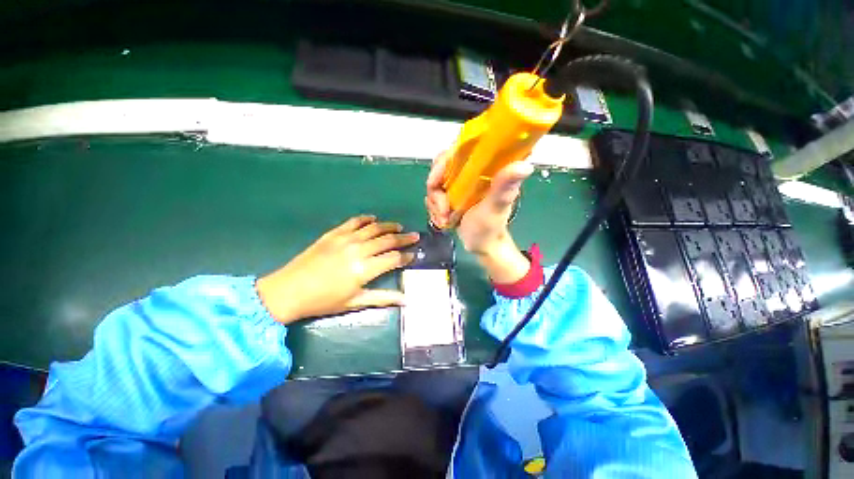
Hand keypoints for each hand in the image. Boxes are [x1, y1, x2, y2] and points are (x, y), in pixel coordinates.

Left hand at [256, 216, 418, 323]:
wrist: (289, 291)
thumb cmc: (324, 301)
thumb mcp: (355, 302)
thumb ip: (382, 298)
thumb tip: (406, 300)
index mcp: (364, 269)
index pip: (394, 258)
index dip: (406, 256)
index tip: (414, 254)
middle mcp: (359, 250)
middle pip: (388, 240)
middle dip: (404, 238)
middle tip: (414, 236)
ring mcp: (345, 239)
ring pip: (374, 228)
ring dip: (389, 226)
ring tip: (399, 227)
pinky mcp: (333, 233)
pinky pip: (354, 222)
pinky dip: (366, 219)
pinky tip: (373, 219)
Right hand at [425, 152, 533, 282]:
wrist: (480, 245)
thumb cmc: (490, 228)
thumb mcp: (495, 208)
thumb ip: (504, 188)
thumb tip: (525, 166)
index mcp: (486, 168)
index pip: (460, 148)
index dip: (444, 161)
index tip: (435, 181)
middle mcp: (471, 171)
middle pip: (442, 166)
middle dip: (435, 189)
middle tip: (442, 209)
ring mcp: (460, 183)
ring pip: (435, 183)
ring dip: (435, 203)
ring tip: (444, 219)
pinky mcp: (451, 194)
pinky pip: (433, 195)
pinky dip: (434, 208)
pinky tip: (442, 220)